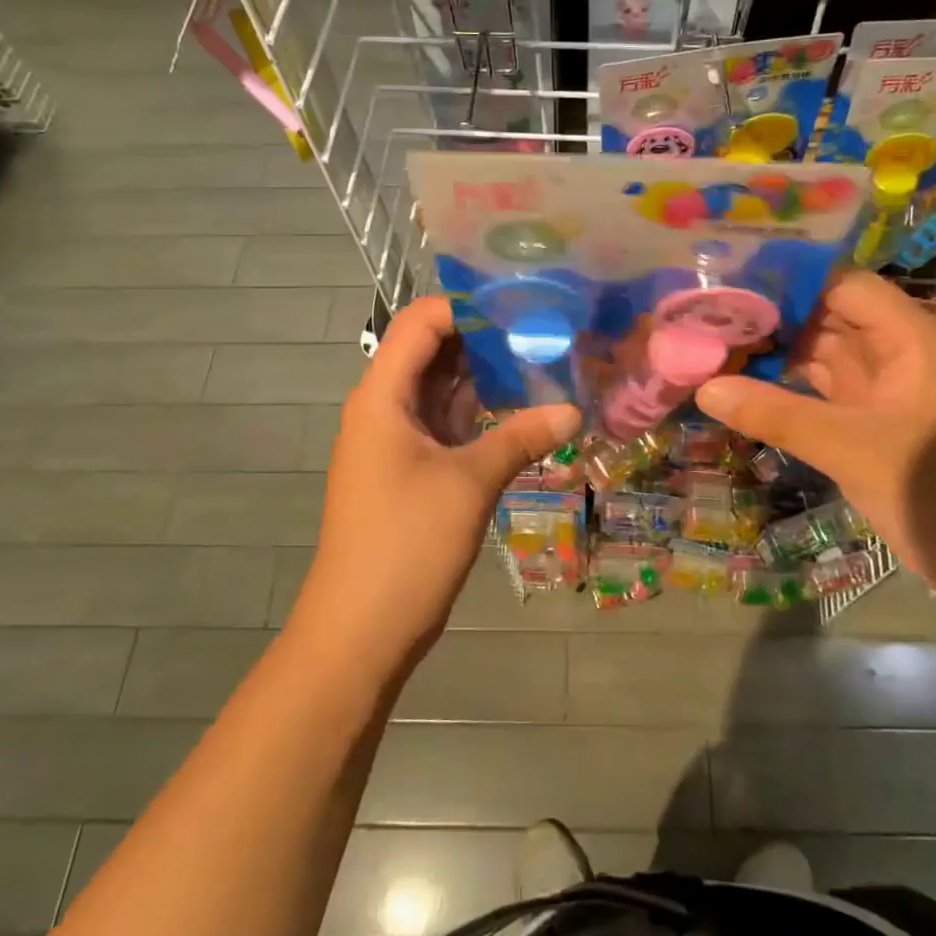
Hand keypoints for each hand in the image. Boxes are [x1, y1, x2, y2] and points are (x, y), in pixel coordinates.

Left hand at [290, 296, 579, 676]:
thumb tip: (575, 409)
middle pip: (432, 351)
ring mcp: (396, 440)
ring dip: (485, 375)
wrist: (360, 630)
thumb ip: (522, 437)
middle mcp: (384, 408)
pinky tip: (523, 408)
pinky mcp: (411, 469)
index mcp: (382, 396)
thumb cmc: (406, 544)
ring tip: (543, 360)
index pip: (421, 322)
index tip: (522, 305)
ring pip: (442, 389)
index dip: (467, 306)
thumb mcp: (470, 483)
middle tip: (544, 331)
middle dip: (485, 337)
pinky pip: (447, 424)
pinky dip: (480, 413)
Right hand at [695, 273, 935, 585]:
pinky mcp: (868, 421)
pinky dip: (784, 386)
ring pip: (819, 353)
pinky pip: (819, 389)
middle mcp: (895, 351)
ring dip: (774, 351)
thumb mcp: (852, 448)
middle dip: (771, 316)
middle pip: (825, 315)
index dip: (788, 280)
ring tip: (713, 343)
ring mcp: (882, 388)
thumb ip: (777, 414)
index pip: (841, 285)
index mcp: (909, 337)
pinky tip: (742, 385)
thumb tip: (705, 387)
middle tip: (707, 315)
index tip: (729, 282)